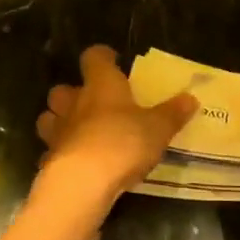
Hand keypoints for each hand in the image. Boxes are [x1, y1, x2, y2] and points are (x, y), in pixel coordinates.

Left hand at [35, 46, 196, 215]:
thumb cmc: (123, 143)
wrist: (83, 183)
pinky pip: (53, 151)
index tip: (112, 61)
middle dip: (74, 94)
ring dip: (61, 122)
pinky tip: (77, 163)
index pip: (94, 57)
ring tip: (79, 132)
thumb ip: (172, 113)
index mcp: (101, 85)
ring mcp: (57, 131)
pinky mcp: (49, 160)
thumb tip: (190, 98)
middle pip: (63, 89)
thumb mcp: (158, 128)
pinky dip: (62, 154)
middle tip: (94, 104)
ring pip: (50, 118)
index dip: (102, 57)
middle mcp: (74, 103)